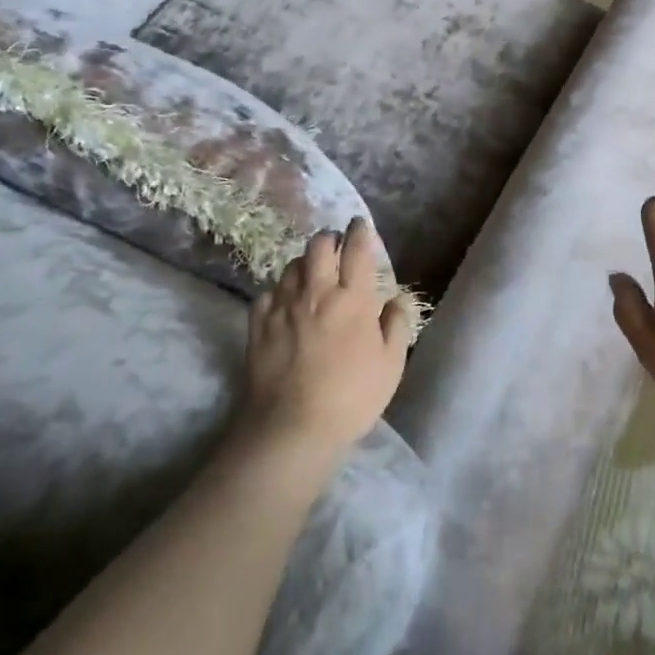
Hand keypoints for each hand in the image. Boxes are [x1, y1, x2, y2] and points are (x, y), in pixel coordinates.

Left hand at [241, 218, 408, 458]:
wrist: (291, 428)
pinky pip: (267, 294)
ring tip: (310, 275)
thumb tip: (396, 299)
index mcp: (353, 298)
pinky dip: (278, 292)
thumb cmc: (350, 398)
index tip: (360, 225)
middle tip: (335, 247)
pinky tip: (284, 304)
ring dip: (304, 264)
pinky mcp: (257, 325)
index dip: (360, 231)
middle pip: (318, 246)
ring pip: (291, 265)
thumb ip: (396, 326)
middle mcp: (317, 292)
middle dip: (328, 239)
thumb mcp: (390, 365)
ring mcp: (283, 307)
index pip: (357, 249)